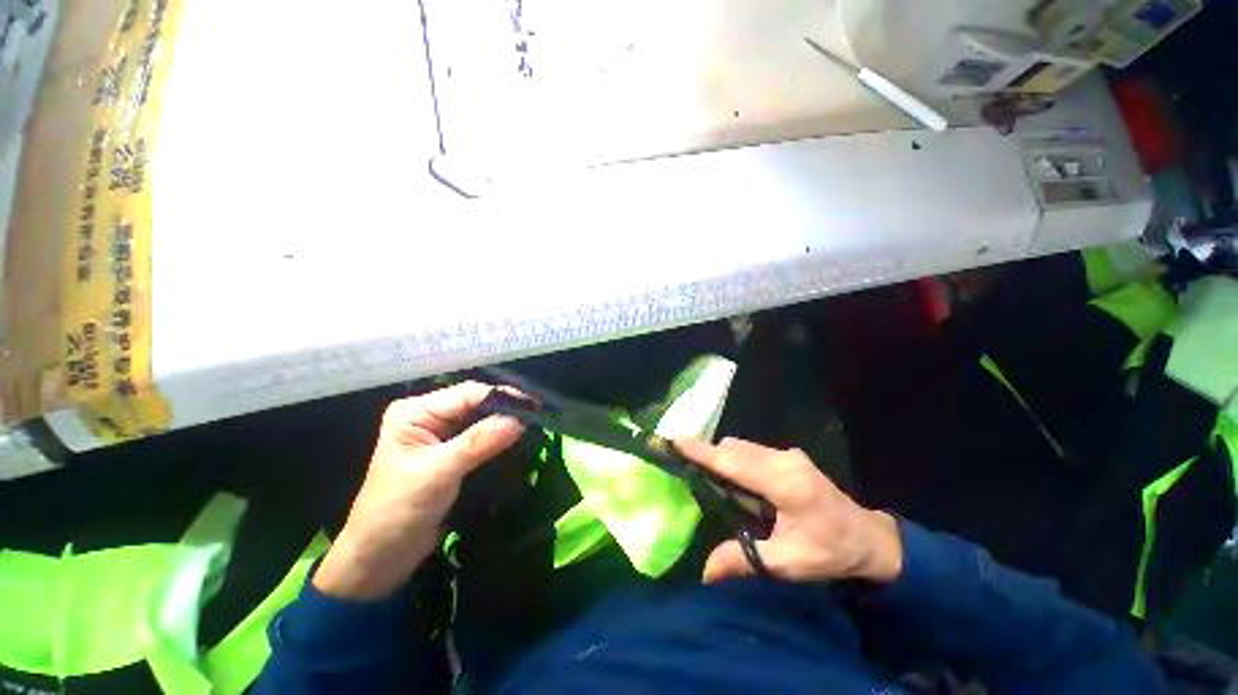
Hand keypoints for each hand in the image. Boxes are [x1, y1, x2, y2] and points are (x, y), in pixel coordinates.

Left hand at [314, 382, 524, 600]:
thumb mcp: (437, 473)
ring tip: (537, 424)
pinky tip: (521, 439)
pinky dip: (502, 439)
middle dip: (506, 409)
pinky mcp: (455, 454)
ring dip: (507, 424)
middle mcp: (430, 417)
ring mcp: (444, 436)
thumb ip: (478, 443)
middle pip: (477, 404)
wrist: (382, 559)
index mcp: (416, 412)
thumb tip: (519, 420)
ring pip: (483, 421)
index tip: (533, 406)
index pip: (466, 394)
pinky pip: (484, 439)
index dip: (500, 396)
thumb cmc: (398, 510)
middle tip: (539, 414)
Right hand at [674, 437, 902, 584]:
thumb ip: (746, 560)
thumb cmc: (832, 552)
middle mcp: (784, 460)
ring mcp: (788, 455)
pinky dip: (736, 460)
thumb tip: (706, 570)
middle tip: (687, 470)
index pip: (733, 462)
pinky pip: (752, 451)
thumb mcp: (790, 563)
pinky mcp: (789, 456)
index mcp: (785, 484)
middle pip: (734, 449)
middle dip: (709, 455)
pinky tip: (737, 482)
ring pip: (742, 447)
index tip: (674, 439)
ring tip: (710, 480)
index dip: (701, 451)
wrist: (870, 539)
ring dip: (723, 458)